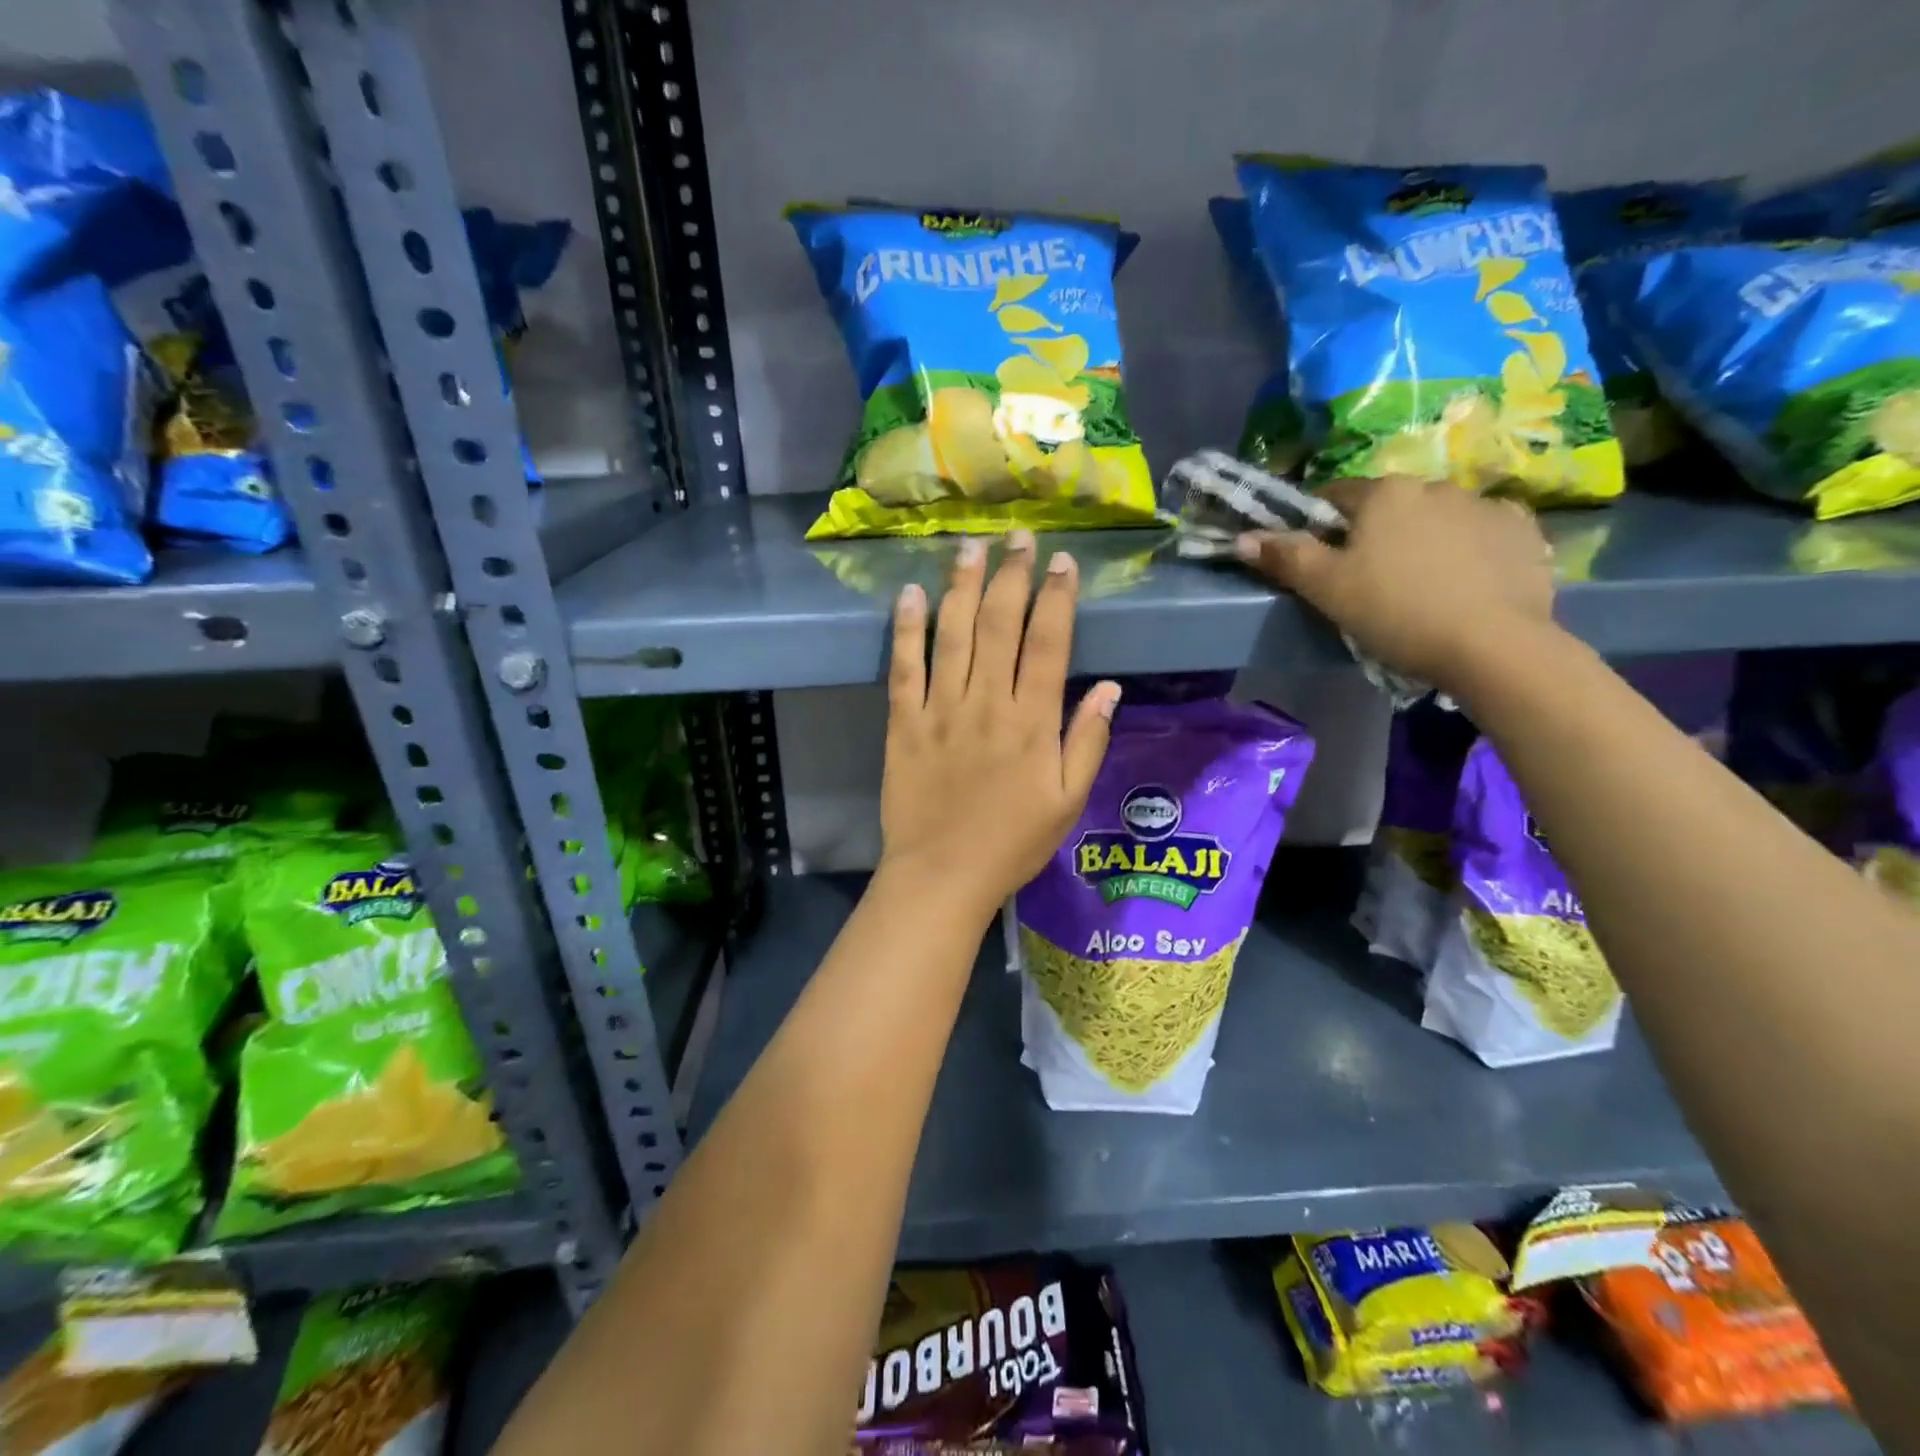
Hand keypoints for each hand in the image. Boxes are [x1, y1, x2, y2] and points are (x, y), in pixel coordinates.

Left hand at [880, 530, 1118, 919]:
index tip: (1063, 562)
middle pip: (1000, 625)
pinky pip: (904, 667)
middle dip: (1011, 576)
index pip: (1049, 643)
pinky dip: (906, 629)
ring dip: (963, 586)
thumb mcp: (1068, 801)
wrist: (942, 875)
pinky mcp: (903, 722)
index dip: (1058, 598)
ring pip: (953, 634)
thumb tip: (1110, 687)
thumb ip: (1088, 741)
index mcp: (1032, 722)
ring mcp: (941, 709)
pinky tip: (910, 594)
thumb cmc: (1012, 843)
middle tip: (1017, 538)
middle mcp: (987, 703)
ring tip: (970, 547)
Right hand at [1237, 476, 1555, 685]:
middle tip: (1367, 580)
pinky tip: (1464, 583)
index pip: (1335, 496)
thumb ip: (1285, 558)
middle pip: (1389, 506)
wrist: (1493, 645)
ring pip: (1437, 518)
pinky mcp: (1524, 532)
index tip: (1318, 559)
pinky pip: (1483, 534)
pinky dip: (1469, 550)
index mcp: (1384, 494)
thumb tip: (1243, 537)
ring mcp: (1486, 505)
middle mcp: (1435, 485)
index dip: (1319, 526)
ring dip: (1423, 539)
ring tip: (1419, 586)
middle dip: (1375, 533)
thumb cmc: (1396, 612)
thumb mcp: (1327, 590)